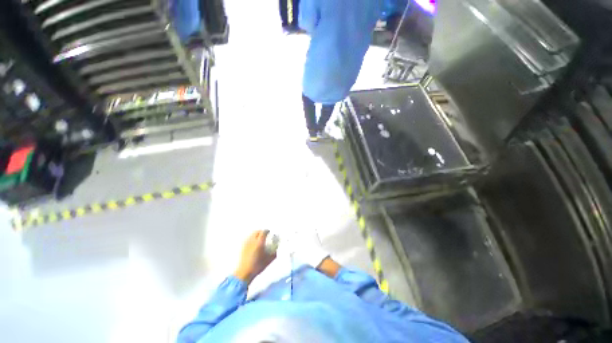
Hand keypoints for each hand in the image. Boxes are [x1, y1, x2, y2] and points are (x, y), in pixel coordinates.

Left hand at [233, 230, 275, 284]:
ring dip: (256, 234)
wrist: (243, 273)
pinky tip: (253, 243)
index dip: (267, 231)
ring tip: (259, 238)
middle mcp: (252, 241)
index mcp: (259, 243)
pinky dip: (251, 238)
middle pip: (257, 231)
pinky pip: (248, 238)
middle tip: (264, 234)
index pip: (264, 232)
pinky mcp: (242, 247)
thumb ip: (273, 254)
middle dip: (261, 231)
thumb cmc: (256, 267)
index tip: (269, 232)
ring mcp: (246, 243)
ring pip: (251, 234)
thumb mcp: (268, 261)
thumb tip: (276, 250)